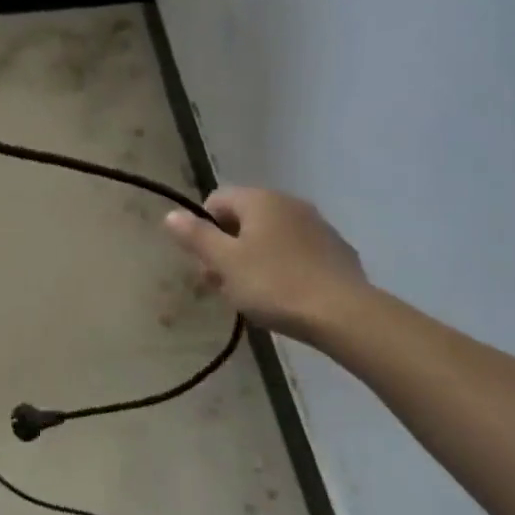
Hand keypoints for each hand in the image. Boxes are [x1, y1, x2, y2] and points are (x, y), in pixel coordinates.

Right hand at [164, 187, 367, 339]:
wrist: (343, 314)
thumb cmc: (274, 284)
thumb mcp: (224, 263)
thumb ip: (196, 236)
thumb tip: (171, 214)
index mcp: (260, 200)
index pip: (216, 200)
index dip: (203, 230)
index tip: (206, 263)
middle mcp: (289, 203)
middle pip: (244, 219)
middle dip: (227, 248)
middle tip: (223, 285)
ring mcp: (317, 226)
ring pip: (271, 237)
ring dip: (254, 259)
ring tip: (252, 296)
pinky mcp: (336, 251)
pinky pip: (297, 252)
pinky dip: (284, 267)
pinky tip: (285, 296)